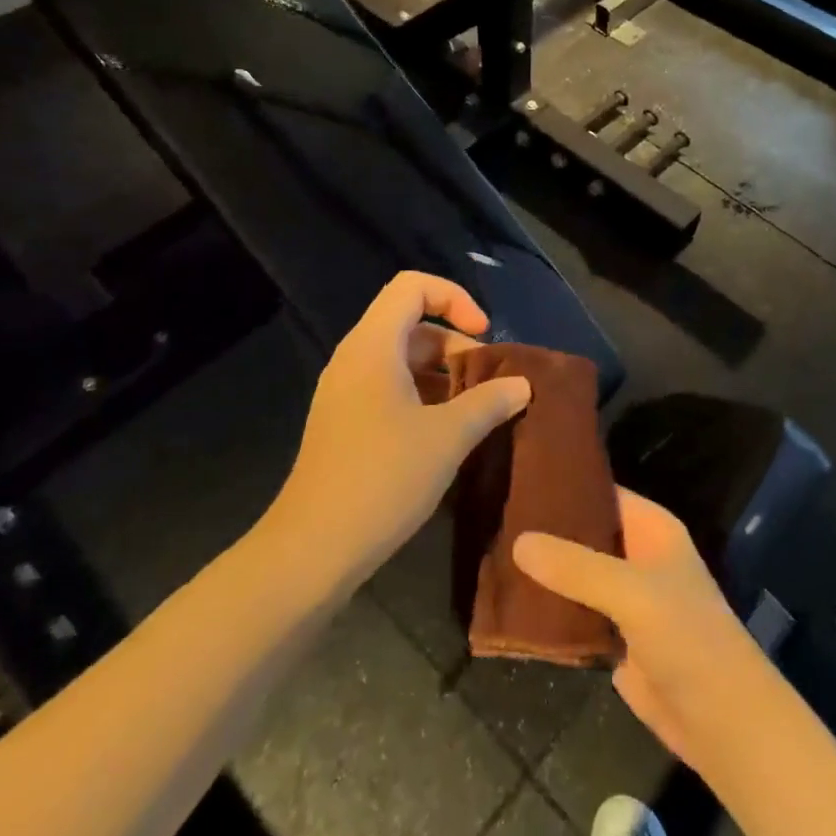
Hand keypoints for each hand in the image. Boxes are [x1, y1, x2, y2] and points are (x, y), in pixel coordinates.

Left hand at [274, 272, 531, 584]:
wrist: (313, 549)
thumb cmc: (382, 478)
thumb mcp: (448, 437)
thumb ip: (489, 402)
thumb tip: (522, 385)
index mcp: (373, 346)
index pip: (412, 287)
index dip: (454, 298)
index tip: (484, 336)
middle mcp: (354, 359)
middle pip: (410, 323)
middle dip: (455, 344)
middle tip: (488, 383)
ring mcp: (344, 393)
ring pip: (401, 360)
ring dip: (442, 375)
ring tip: (474, 410)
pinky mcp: (343, 423)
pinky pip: (388, 388)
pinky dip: (422, 397)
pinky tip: (445, 435)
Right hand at [514, 489, 754, 767]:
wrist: (721, 722)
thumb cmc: (688, 639)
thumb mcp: (633, 592)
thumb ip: (577, 567)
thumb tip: (518, 541)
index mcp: (651, 529)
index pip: (602, 492)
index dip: (564, 485)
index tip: (516, 479)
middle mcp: (637, 555)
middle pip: (584, 533)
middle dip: (545, 529)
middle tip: (492, 515)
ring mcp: (624, 598)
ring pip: (575, 574)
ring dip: (542, 571)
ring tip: (490, 552)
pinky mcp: (613, 637)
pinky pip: (574, 612)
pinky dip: (548, 608)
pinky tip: (508, 601)